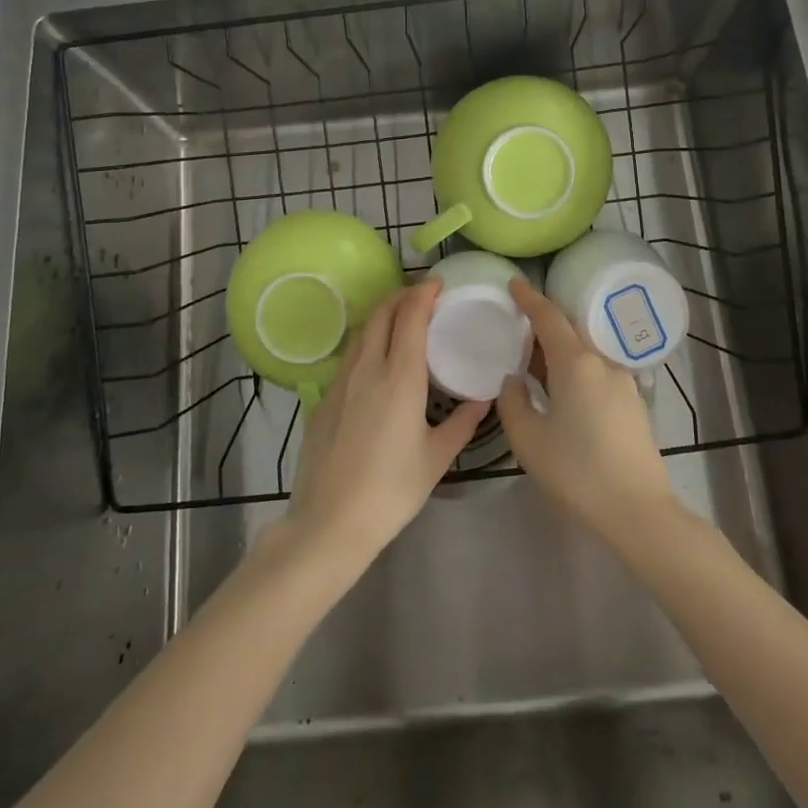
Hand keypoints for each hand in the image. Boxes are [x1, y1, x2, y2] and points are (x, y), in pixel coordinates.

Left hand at [281, 281, 487, 573]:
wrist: (329, 521)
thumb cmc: (391, 490)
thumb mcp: (436, 458)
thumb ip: (462, 423)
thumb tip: (483, 399)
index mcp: (400, 378)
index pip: (409, 317)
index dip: (423, 294)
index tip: (438, 285)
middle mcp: (368, 369)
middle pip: (381, 314)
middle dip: (401, 296)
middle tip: (423, 296)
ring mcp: (341, 381)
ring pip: (362, 331)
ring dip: (382, 315)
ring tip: (402, 319)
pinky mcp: (324, 397)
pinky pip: (350, 354)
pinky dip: (368, 340)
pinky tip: (378, 359)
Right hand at [498, 279, 674, 547]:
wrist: (638, 510)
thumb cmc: (577, 472)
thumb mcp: (529, 439)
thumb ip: (513, 402)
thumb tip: (512, 380)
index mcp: (576, 363)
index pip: (549, 317)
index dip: (529, 298)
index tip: (514, 283)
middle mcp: (602, 362)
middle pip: (569, 330)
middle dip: (543, 323)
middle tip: (517, 325)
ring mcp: (622, 381)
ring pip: (584, 351)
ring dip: (559, 349)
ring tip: (534, 360)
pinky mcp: (632, 402)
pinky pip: (597, 370)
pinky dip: (575, 368)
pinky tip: (561, 389)